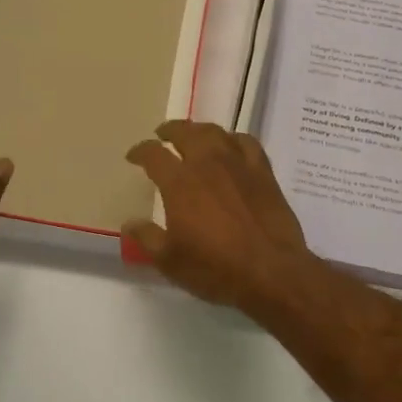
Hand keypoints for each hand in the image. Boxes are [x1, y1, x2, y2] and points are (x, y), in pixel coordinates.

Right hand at [123, 120, 315, 314]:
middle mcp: (207, 163)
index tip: (133, 156)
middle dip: (170, 130)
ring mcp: (238, 164)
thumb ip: (146, 238)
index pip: (154, 154)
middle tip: (162, 134)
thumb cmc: (215, 268)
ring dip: (199, 130)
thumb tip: (130, 222)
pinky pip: (247, 142)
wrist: (272, 271)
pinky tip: (231, 145)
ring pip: (215, 132)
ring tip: (193, 135)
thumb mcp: (169, 261)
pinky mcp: (263, 172)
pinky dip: (234, 139)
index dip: (140, 151)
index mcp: (179, 182)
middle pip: (185, 132)